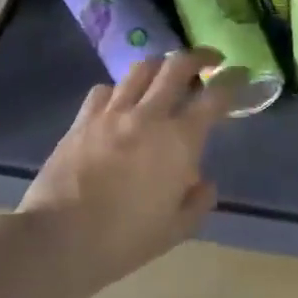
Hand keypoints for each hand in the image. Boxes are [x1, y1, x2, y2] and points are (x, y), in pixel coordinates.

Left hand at [18, 49, 238, 287]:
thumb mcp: (176, 229)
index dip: (232, 81)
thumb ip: (198, 201)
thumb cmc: (124, 239)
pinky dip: (119, 90)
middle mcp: (149, 116)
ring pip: (140, 69)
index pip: (214, 97)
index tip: (239, 74)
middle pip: (177, 66)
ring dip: (159, 66)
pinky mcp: (81, 121)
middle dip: (198, 57)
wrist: (58, 240)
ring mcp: (112, 114)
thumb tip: (203, 181)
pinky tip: (120, 103)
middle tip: (208, 60)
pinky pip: (104, 90)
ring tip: (165, 74)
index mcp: (180, 140)